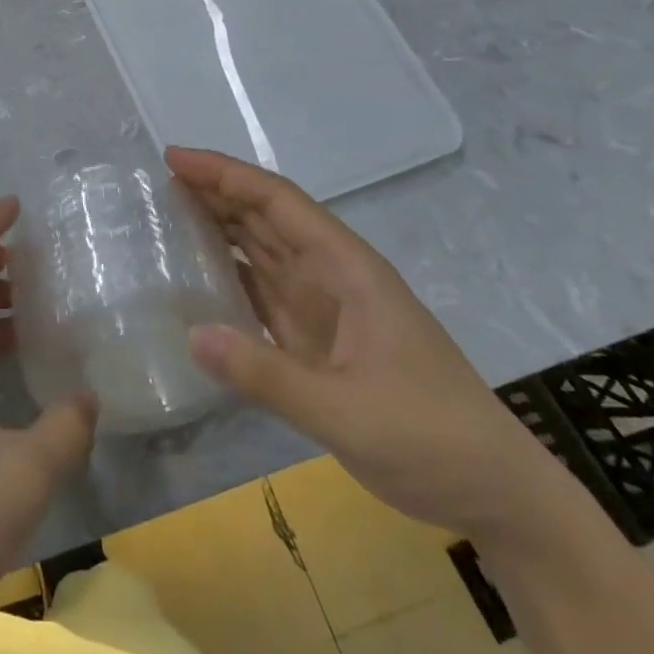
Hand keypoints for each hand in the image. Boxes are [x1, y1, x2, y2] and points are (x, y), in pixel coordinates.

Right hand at [170, 147, 556, 538]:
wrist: (496, 495)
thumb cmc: (431, 438)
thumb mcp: (348, 413)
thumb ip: (268, 376)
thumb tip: (192, 334)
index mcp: (347, 269)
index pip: (277, 201)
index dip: (225, 174)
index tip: (174, 158)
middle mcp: (332, 275)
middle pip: (265, 216)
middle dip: (214, 191)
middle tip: (156, 182)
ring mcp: (324, 306)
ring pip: (262, 248)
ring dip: (218, 226)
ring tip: (165, 214)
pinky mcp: (316, 338)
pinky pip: (262, 290)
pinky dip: (228, 274)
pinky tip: (195, 275)